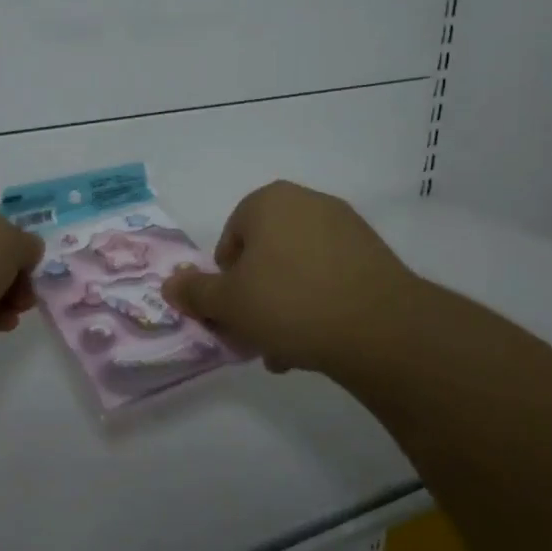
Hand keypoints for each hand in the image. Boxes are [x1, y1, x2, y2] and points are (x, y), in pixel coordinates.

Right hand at [161, 180, 422, 379]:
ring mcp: (346, 227)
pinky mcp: (375, 255)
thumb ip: (195, 292)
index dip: (225, 281)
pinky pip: (330, 277)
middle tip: (256, 335)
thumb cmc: (290, 303)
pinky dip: (318, 304)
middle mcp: (308, 202)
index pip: (230, 240)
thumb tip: (170, 284)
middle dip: (256, 297)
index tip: (233, 314)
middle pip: (265, 255)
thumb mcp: (228, 303)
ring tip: (287, 349)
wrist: (381, 329)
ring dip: (285, 306)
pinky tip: (317, 342)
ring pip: (297, 270)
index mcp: (269, 201)